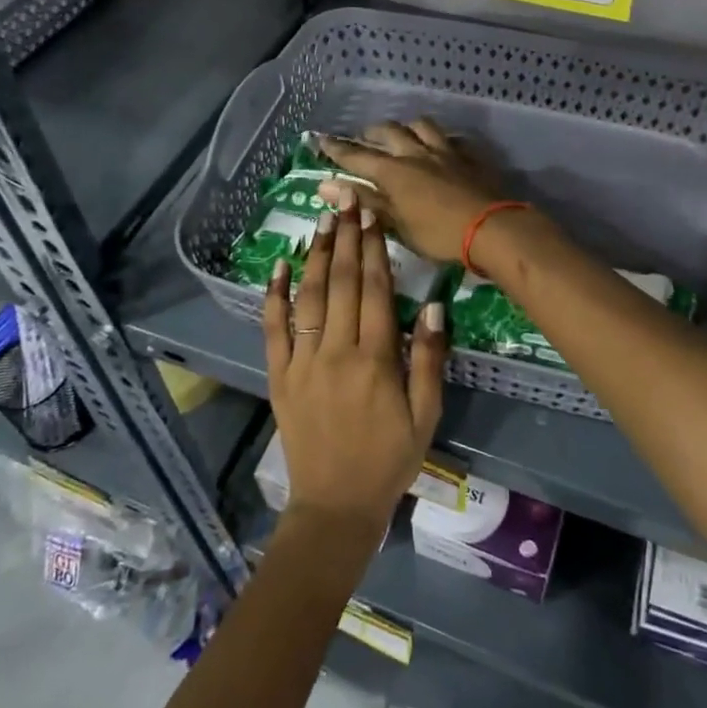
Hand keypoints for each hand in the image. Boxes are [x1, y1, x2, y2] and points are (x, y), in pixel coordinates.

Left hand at [263, 187, 447, 536]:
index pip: (373, 289)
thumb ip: (428, 358)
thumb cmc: (390, 459)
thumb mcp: (426, 414)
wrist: (336, 505)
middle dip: (345, 238)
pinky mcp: (279, 375)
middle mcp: (335, 351)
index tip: (373, 215)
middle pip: (340, 283)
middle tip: (347, 202)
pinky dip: (274, 295)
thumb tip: (433, 303)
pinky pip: (273, 329)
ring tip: (321, 221)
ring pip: (308, 297)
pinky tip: (278, 266)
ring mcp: (302, 362)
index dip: (374, 249)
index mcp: (375, 359)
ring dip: (314, 255)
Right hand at [317, 120, 505, 264]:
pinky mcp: (469, 156)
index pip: (357, 155)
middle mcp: (416, 153)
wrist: (492, 228)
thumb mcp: (396, 224)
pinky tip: (440, 146)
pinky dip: (438, 139)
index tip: (320, 139)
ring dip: (406, 127)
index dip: (337, 148)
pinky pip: (450, 138)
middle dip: (371, 133)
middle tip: (363, 138)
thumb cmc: (438, 234)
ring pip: (421, 125)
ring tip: (402, 135)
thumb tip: (325, 185)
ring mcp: (445, 151)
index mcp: (393, 171)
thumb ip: (364, 201)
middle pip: (388, 132)